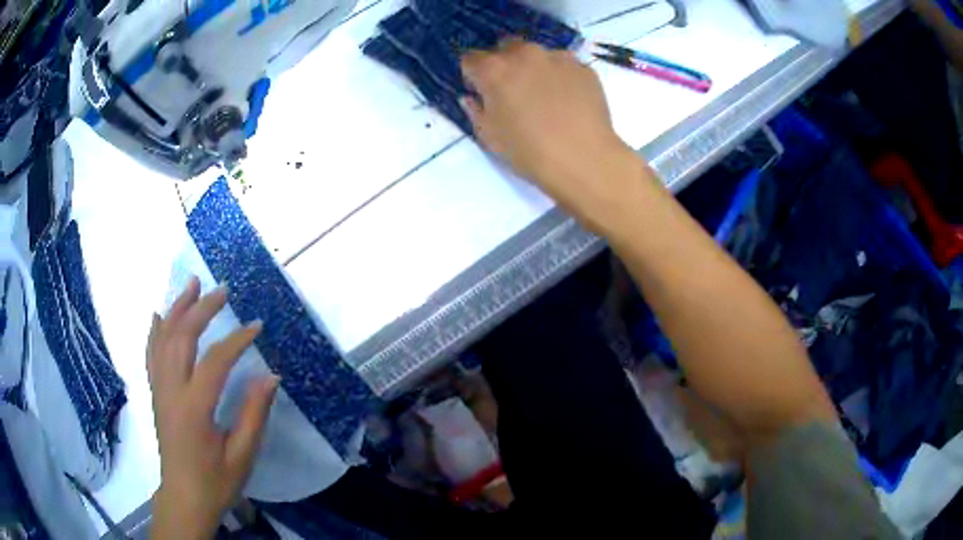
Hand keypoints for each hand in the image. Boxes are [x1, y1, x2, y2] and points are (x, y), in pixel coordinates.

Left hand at [148, 277, 278, 539]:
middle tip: (223, 290)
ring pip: (163, 339)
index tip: (257, 326)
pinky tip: (160, 314)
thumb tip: (270, 376)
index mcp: (194, 408)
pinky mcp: (156, 394)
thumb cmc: (216, 481)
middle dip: (202, 309)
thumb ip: (254, 414)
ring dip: (177, 308)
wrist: (184, 497)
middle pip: (181, 338)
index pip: (215, 361)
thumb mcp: (242, 455)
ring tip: (191, 283)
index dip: (237, 340)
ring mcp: (159, 390)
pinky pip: (151, 354)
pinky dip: (155, 330)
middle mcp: (171, 391)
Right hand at [461, 41, 648, 227]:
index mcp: (494, 70)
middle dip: (505, 64)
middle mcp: (524, 54)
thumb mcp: (490, 137)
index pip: (471, 59)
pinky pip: (566, 66)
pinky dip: (562, 77)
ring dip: (535, 67)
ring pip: (539, 55)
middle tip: (513, 90)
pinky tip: (568, 101)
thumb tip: (472, 97)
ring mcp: (558, 57)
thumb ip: (475, 111)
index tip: (480, 90)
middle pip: (506, 48)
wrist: (584, 158)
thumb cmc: (529, 151)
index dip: (473, 75)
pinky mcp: (584, 68)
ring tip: (546, 95)